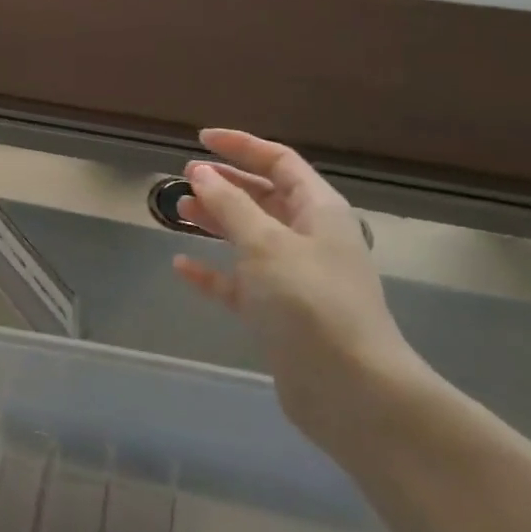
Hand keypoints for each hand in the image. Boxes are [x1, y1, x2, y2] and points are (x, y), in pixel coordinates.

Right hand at [172, 129, 432, 454]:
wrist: (351, 391)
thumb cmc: (310, 302)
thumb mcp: (265, 244)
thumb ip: (230, 205)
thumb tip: (202, 173)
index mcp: (319, 210)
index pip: (280, 161)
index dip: (242, 146)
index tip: (201, 140)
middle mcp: (310, 237)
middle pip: (264, 197)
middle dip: (226, 184)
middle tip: (185, 179)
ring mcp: (295, 277)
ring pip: (250, 237)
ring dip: (216, 221)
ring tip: (179, 212)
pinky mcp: (280, 314)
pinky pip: (240, 282)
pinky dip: (213, 271)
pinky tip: (182, 266)